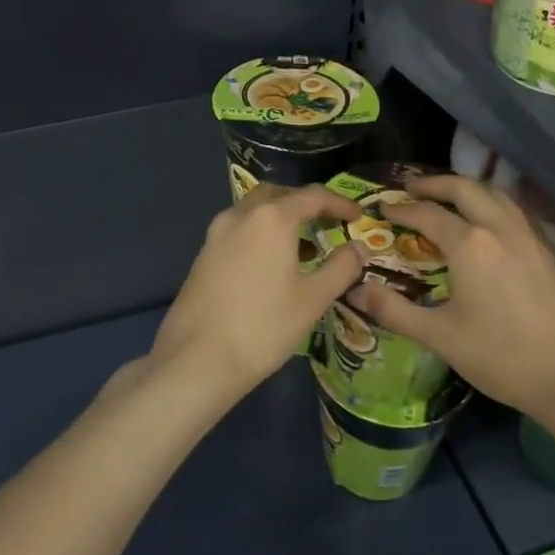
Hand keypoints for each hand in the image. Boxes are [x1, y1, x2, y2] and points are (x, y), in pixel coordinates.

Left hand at [148, 183, 364, 402]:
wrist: (196, 360)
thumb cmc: (263, 327)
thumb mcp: (312, 299)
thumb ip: (341, 267)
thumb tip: (358, 248)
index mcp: (271, 218)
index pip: (313, 196)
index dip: (339, 202)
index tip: (358, 215)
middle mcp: (241, 215)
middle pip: (279, 194)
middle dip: (305, 203)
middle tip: (327, 222)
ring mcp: (216, 234)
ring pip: (254, 211)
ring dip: (280, 218)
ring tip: (304, 247)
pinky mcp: (203, 255)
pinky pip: (239, 230)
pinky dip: (260, 234)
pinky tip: (271, 265)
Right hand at [346, 174, 554, 420]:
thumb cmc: (502, 357)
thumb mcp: (440, 337)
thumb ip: (394, 311)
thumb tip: (356, 290)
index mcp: (470, 245)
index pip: (428, 214)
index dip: (402, 209)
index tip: (383, 207)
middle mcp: (501, 229)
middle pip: (466, 188)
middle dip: (436, 183)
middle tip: (413, 187)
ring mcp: (532, 237)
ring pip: (497, 195)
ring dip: (469, 188)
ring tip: (450, 197)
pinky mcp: (552, 252)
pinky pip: (518, 212)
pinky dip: (495, 204)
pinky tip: (492, 223)